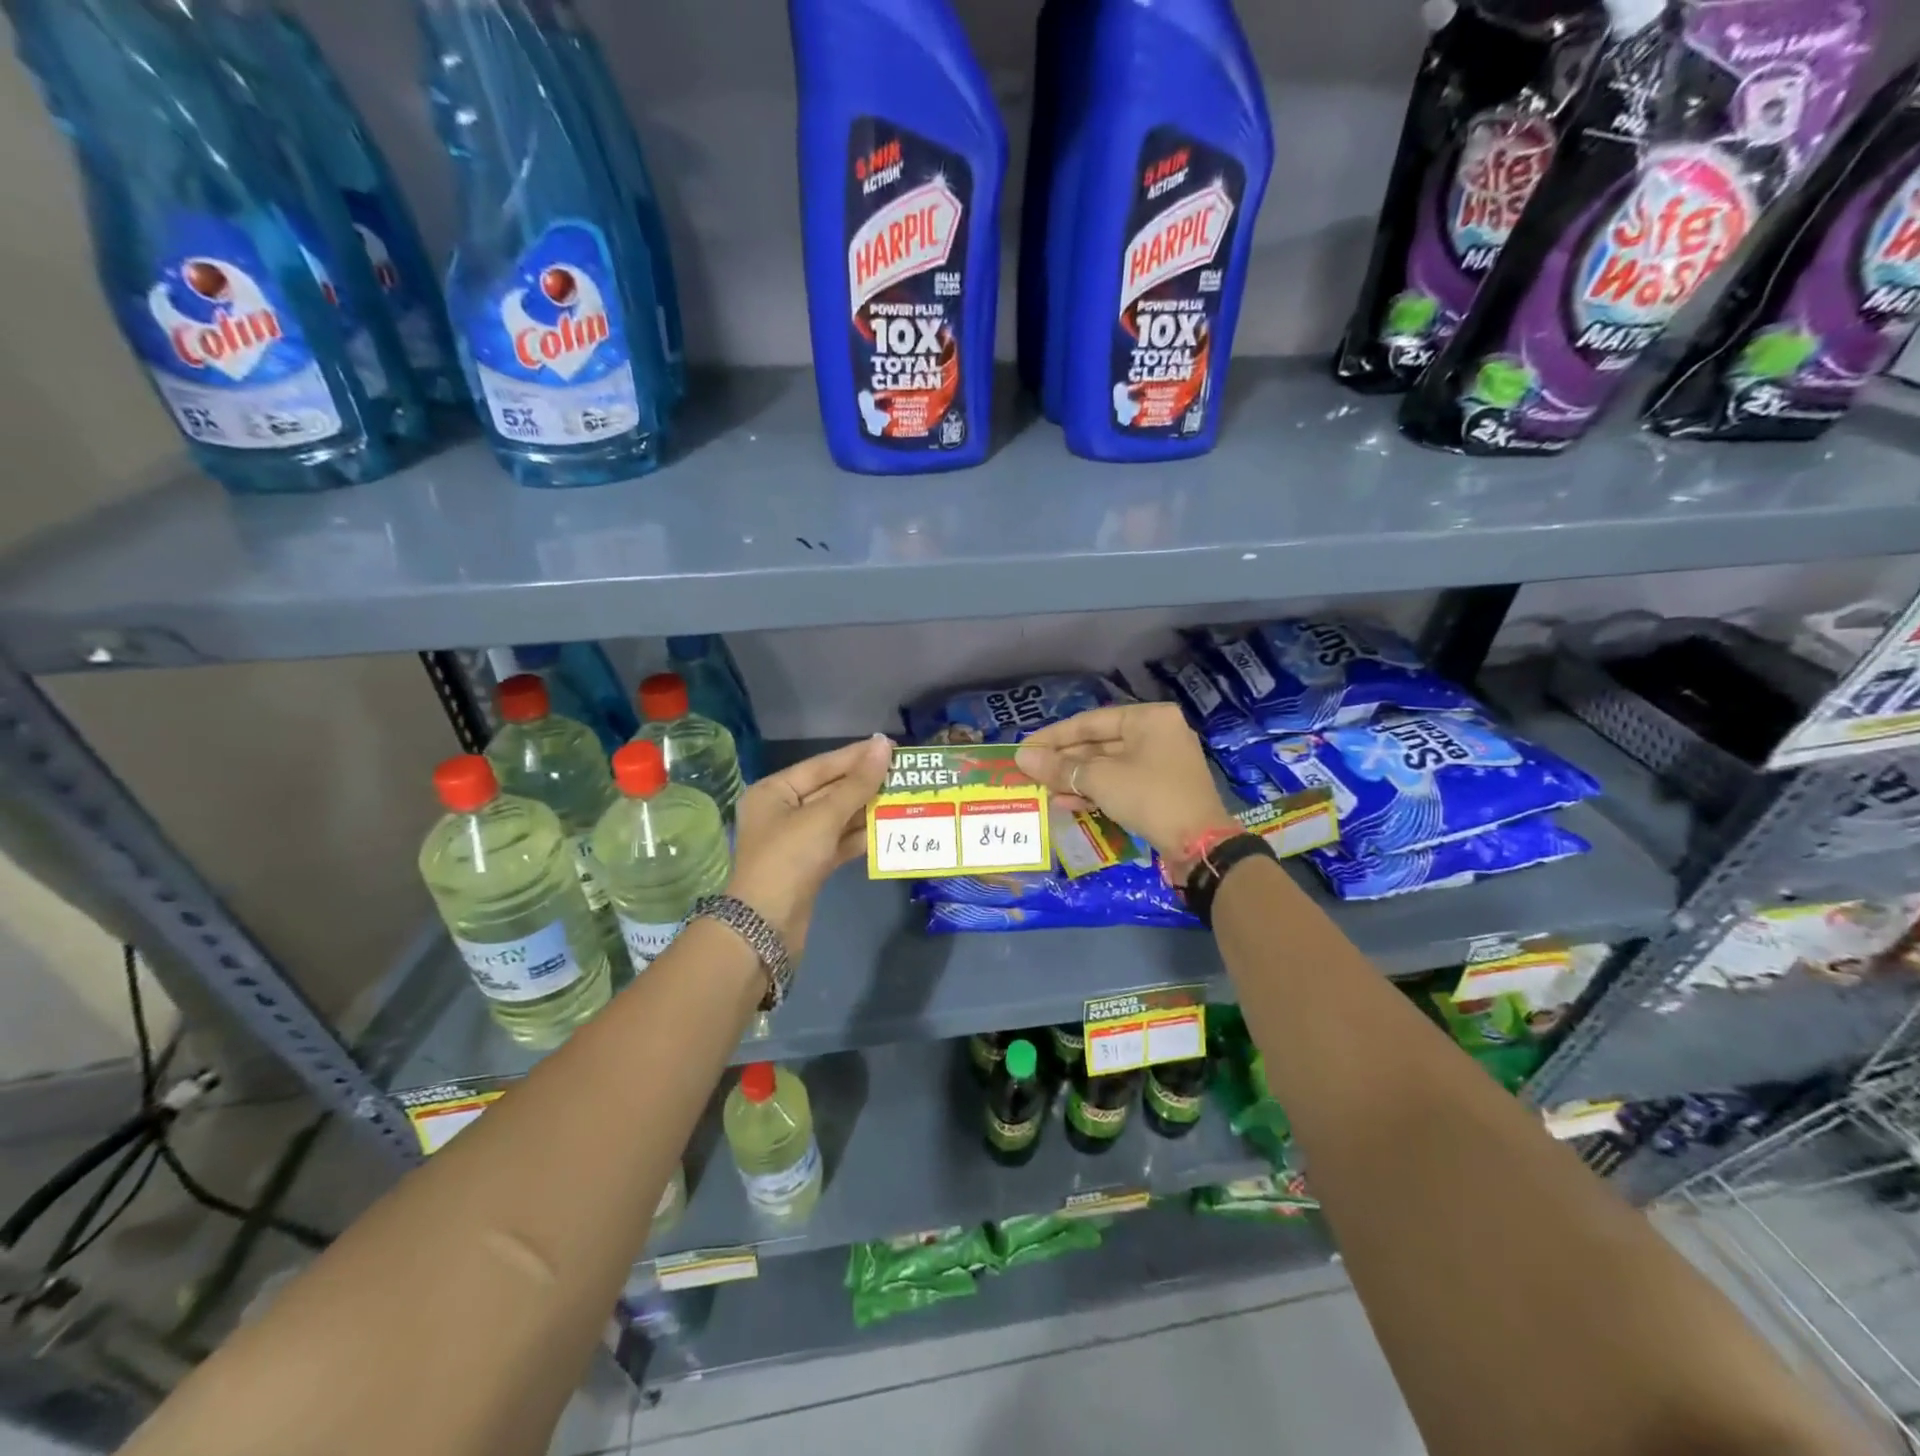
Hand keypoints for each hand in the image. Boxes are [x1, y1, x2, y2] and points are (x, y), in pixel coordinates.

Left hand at [727, 734, 892, 957]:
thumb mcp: (823, 817)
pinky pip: (840, 842)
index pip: (822, 765)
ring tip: (905, 797)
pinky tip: (890, 829)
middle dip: (866, 784)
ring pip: (839, 817)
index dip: (857, 756)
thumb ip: (857, 783)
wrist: (765, 927)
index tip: (891, 746)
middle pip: (831, 790)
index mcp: (774, 791)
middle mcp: (783, 811)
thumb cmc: (788, 859)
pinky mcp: (810, 865)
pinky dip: (862, 836)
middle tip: (905, 773)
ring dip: (869, 810)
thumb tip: (883, 744)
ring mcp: (797, 840)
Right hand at [1015, 703, 1238, 877]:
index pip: (1090, 721)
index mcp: (1148, 719)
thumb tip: (1022, 758)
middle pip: (1098, 743)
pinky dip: (1094, 792)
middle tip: (1030, 771)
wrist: (1199, 845)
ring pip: (1107, 766)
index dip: (1054, 736)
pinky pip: (1120, 784)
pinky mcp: (1160, 790)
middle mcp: (1157, 734)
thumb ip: (1059, 767)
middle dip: (1064, 760)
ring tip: (1043, 789)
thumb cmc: (1149, 797)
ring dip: (1075, 779)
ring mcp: (1161, 764)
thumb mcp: (1099, 780)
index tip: (1025, 748)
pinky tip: (1065, 803)